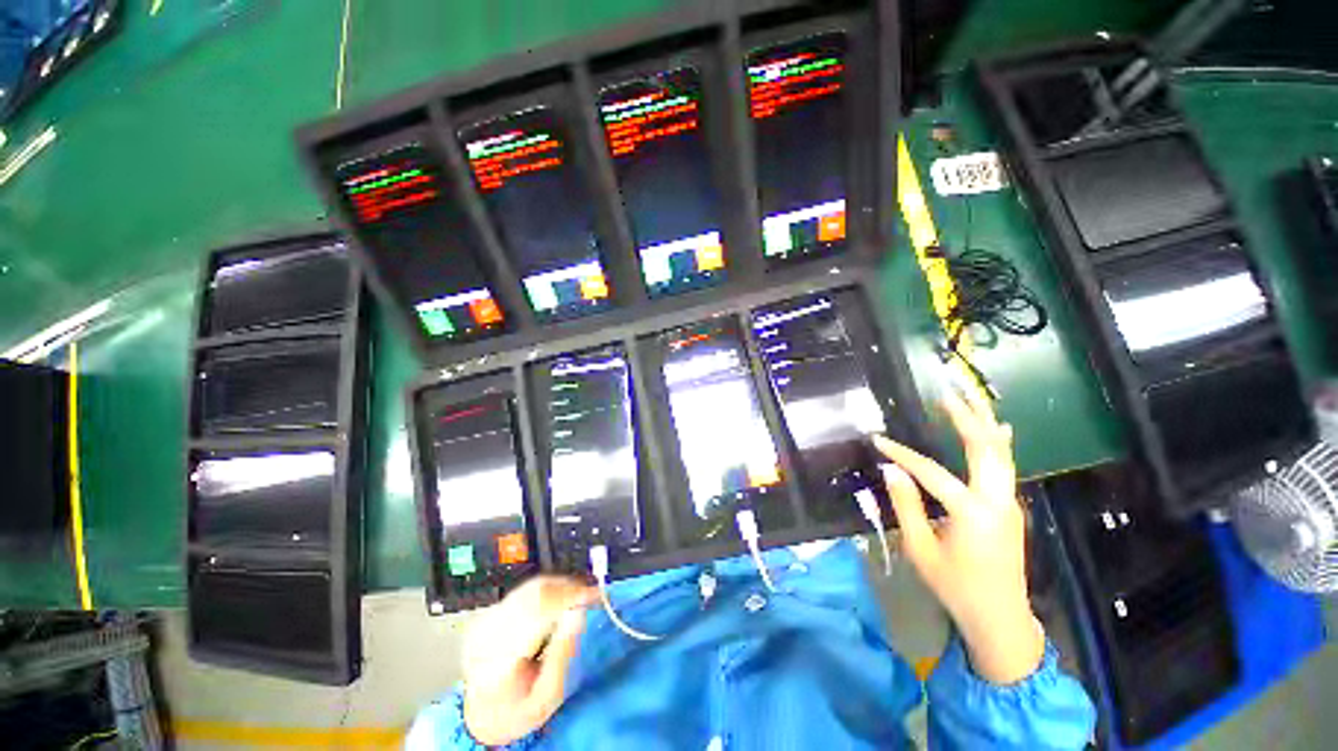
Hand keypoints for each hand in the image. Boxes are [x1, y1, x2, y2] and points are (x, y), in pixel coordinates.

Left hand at [462, 576, 596, 745]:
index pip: (537, 613)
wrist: (480, 713)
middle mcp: (489, 631)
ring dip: (560, 587)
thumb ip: (562, 654)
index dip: (568, 597)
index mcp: (499, 659)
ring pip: (532, 587)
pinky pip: (527, 590)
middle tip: (593, 595)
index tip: (595, 595)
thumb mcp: (547, 697)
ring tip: (581, 596)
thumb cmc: (519, 710)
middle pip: (534, 594)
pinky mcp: (492, 611)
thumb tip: (579, 611)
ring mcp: (488, 618)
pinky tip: (563, 599)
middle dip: (568, 589)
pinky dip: (550, 589)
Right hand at [873, 388, 1043, 684]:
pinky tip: (999, 427)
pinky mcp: (1010, 507)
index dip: (901, 454)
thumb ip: (906, 505)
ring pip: (1002, 453)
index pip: (931, 473)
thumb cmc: (956, 587)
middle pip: (986, 448)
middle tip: (947, 392)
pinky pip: (1006, 466)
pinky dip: (999, 442)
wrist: (1000, 617)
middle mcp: (998, 501)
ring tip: (971, 397)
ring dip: (986, 422)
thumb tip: (891, 470)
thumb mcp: (921, 549)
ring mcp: (1010, 502)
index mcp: (972, 513)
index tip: (877, 439)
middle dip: (966, 417)